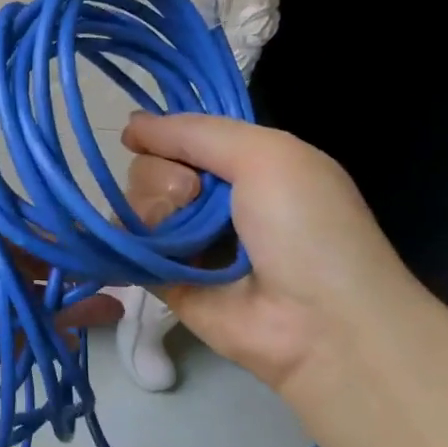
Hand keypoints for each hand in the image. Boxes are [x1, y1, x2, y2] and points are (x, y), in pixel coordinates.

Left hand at [0, 198, 120, 424]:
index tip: (99, 252)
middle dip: (62, 277)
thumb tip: (32, 263)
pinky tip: (63, 346)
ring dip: (54, 312)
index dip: (53, 240)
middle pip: (16, 268)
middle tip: (114, 289)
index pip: (10, 227)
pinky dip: (26, 346)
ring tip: (106, 316)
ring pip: (11, 308)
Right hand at [121, 114, 436, 394]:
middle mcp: (210, 200)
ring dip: (151, 210)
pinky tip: (151, 249)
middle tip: (194, 198)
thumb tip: (130, 124)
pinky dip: (129, 241)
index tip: (149, 138)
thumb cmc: (306, 227)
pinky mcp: (163, 278)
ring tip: (182, 236)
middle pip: (150, 167)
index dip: (164, 135)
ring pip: (133, 203)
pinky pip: (126, 246)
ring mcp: (185, 240)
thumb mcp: (267, 155)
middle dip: (162, 176)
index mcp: (243, 165)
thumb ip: (196, 132)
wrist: (321, 322)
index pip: (180, 136)